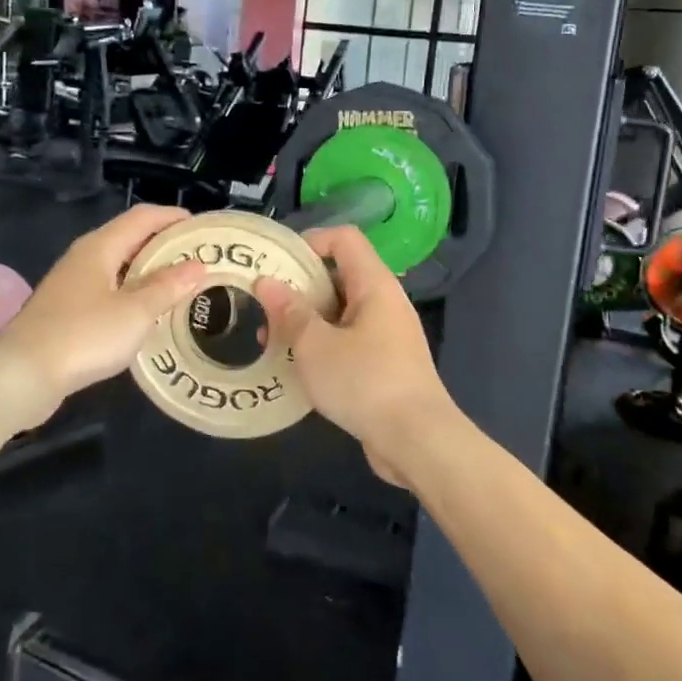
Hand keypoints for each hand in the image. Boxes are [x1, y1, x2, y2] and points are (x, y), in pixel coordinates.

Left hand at [0, 206, 208, 429]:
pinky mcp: (67, 309)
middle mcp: (85, 256)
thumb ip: (168, 288)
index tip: (204, 229)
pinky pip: (109, 287)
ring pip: (119, 264)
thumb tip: (198, 266)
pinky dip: (133, 291)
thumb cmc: (83, 336)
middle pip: (131, 237)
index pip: (143, 217)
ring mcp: (73, 283)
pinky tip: (147, 312)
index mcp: (100, 246)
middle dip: (165, 244)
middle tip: (199, 259)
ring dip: (150, 270)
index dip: (174, 217)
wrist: (21, 375)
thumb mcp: (135, 313)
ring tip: (181, 284)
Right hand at [252, 228, 462, 486]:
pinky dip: (321, 346)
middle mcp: (384, 302)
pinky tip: (295, 368)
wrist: (417, 441)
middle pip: (338, 275)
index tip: (277, 263)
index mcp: (374, 285)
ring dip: (305, 322)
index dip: (310, 241)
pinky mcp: (385, 365)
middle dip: (299, 288)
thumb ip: (290, 311)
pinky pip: (347, 341)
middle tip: (264, 307)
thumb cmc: (365, 382)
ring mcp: (387, 335)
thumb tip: (266, 281)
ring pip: (339, 312)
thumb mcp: (315, 345)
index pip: (344, 239)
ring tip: (271, 343)